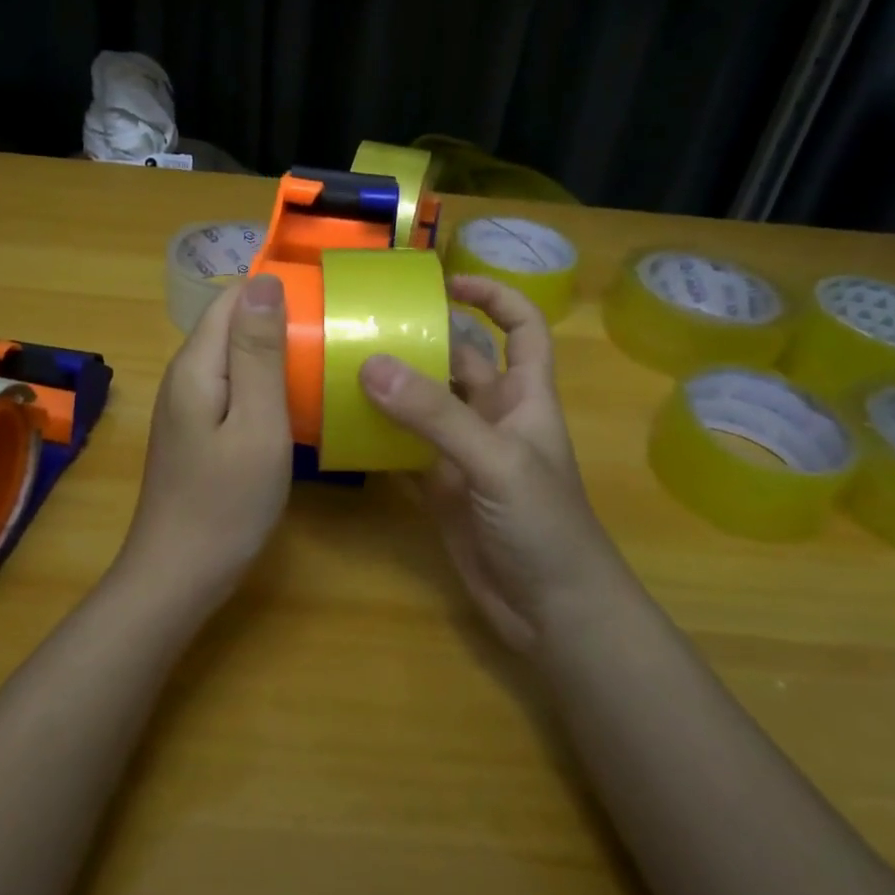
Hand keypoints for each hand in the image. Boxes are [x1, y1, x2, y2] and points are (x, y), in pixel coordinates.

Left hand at [121, 274, 291, 606]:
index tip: (322, 302)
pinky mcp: (196, 430)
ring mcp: (187, 405)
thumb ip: (259, 352)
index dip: (273, 291)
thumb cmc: (226, 503)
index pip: (231, 298)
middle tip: (331, 335)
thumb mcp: (256, 423)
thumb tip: (264, 280)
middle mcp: (184, 376)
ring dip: (273, 352)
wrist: (178, 576)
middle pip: (230, 324)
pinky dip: (263, 383)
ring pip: (233, 356)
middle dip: (277, 320)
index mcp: (196, 365)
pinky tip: (292, 401)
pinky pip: (232, 386)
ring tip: (321, 361)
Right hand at [359, 275, 626, 651]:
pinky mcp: (440, 489)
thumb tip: (371, 365)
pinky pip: (404, 449)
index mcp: (525, 397)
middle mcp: (494, 417)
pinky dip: (378, 436)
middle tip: (366, 322)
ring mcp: (464, 454)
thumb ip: (436, 415)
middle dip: (423, 339)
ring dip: (393, 386)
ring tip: (343, 362)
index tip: (447, 282)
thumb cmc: (544, 525)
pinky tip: (343, 423)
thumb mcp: (495, 461)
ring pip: (426, 405)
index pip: (523, 328)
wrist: (552, 612)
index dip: (495, 297)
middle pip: (460, 361)